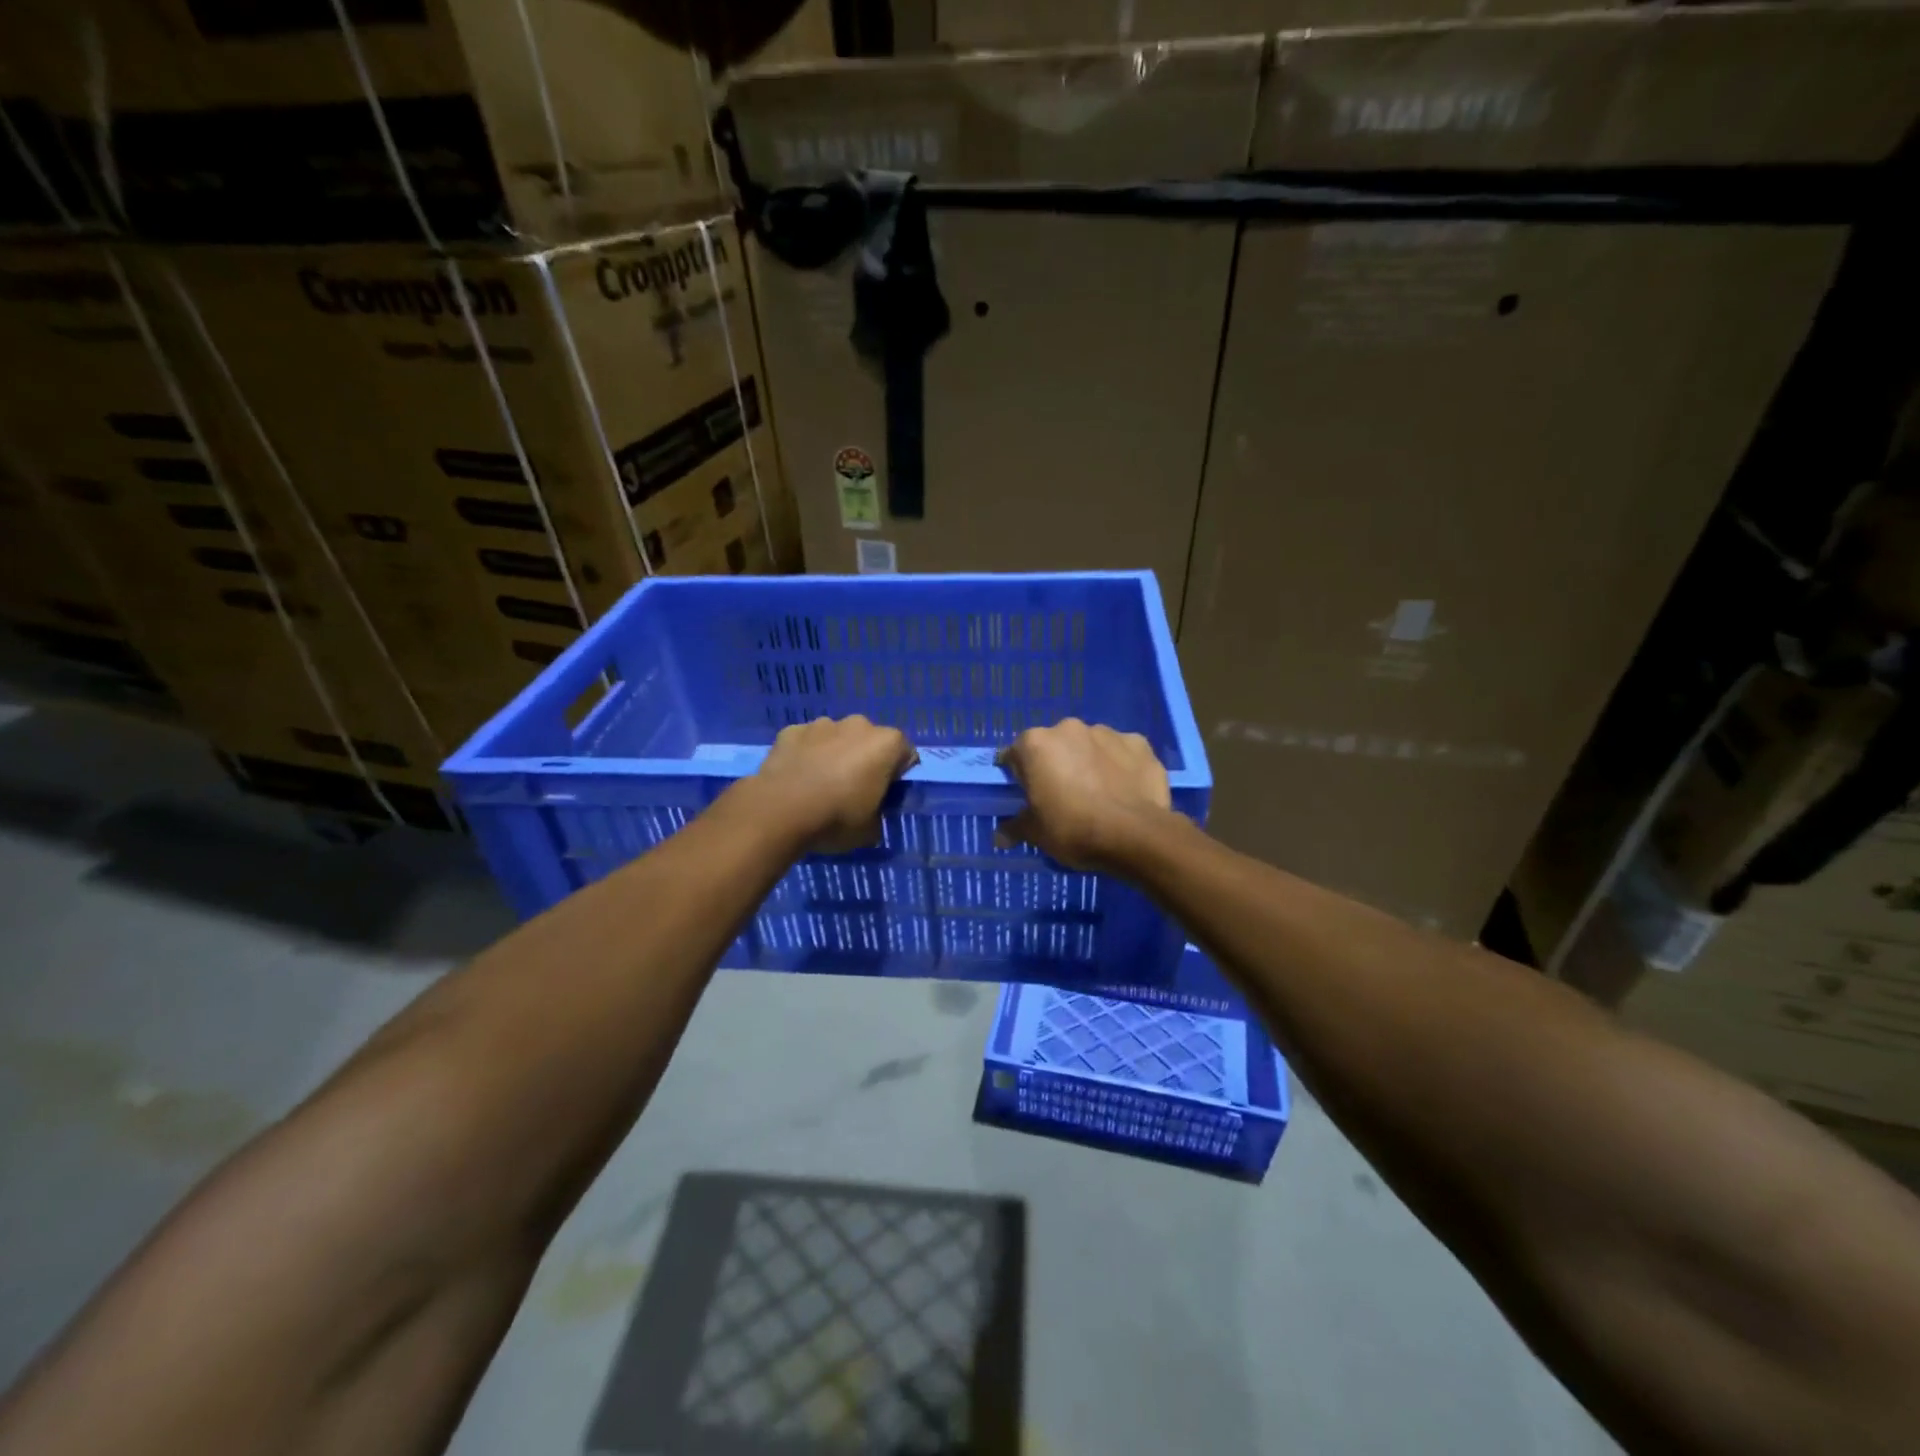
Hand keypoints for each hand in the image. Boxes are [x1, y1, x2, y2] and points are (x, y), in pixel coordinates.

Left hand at [744, 715, 917, 854]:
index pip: (906, 755)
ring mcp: (822, 724)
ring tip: (820, 785)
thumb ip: (879, 812)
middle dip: (866, 760)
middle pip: (870, 741)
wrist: (779, 811)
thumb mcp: (871, 829)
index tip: (884, 796)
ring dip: (835, 754)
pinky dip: (806, 754)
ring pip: (837, 738)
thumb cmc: (836, 819)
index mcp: (886, 743)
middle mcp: (858, 724)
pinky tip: (797, 778)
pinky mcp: (791, 730)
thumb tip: (872, 810)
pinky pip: (807, 742)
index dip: (897, 777)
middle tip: (853, 791)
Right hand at [995, 719, 1172, 870]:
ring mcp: (1107, 732)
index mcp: (1036, 744)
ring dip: (1088, 762)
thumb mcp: (1036, 834)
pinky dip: (1120, 766)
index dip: (1020, 776)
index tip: (1028, 795)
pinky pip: (1122, 752)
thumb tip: (999, 837)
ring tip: (1098, 794)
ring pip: (1089, 746)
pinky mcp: (1139, 743)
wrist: (1135, 834)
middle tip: (1063, 796)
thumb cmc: (1073, 829)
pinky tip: (1124, 790)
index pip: (1016, 755)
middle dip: (1056, 765)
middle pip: (1054, 746)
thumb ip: (1015, 828)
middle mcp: (1068, 728)